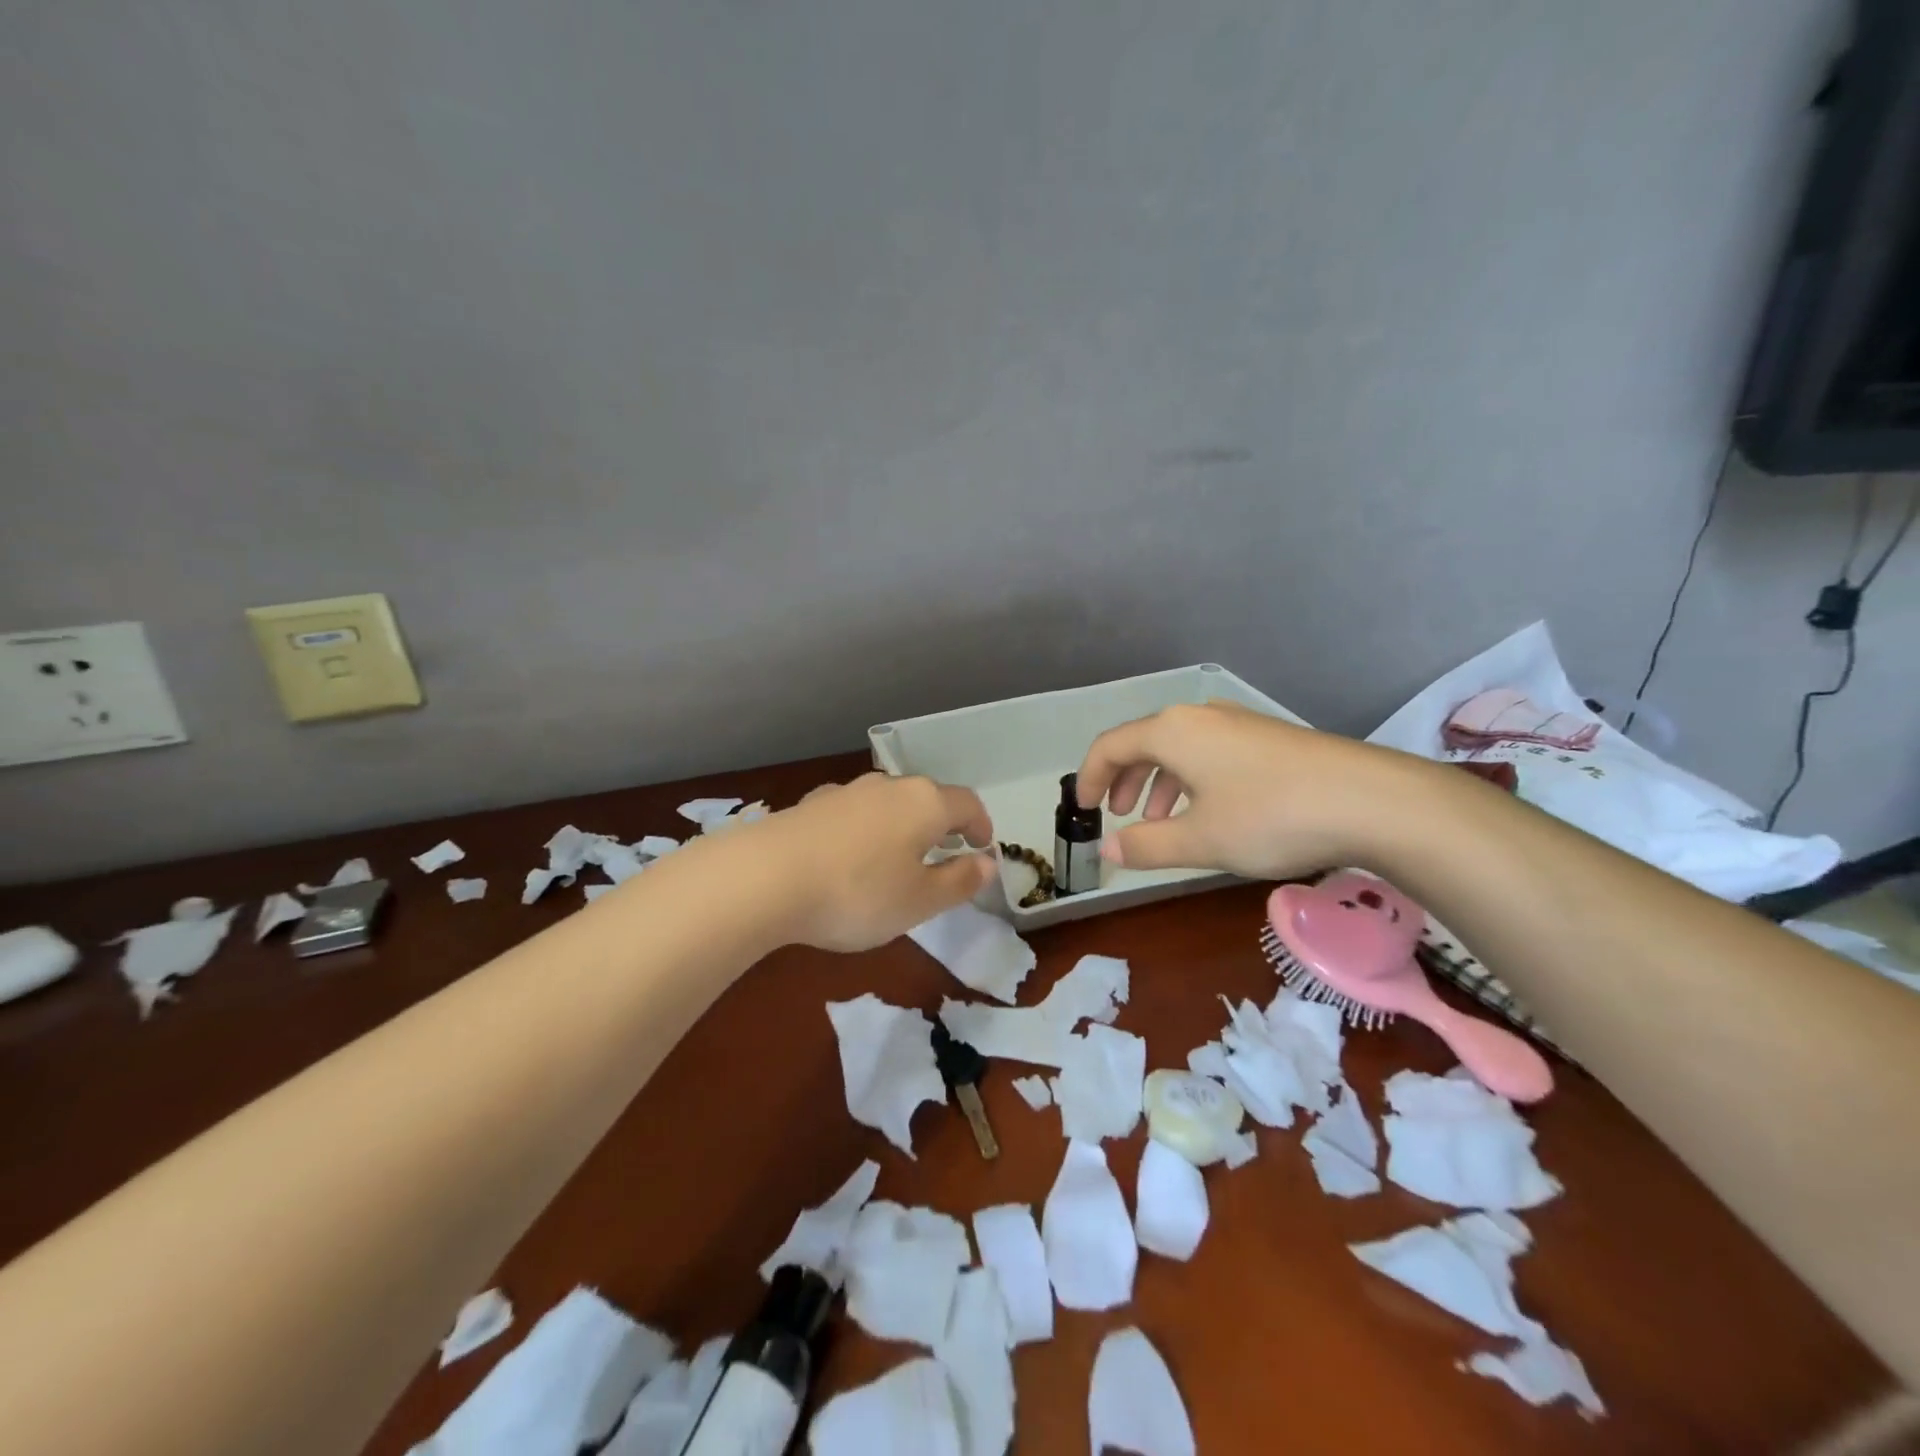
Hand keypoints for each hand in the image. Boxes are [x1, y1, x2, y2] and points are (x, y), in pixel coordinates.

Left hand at [744, 773, 996, 951]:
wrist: (765, 877)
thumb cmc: (858, 893)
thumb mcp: (919, 901)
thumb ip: (959, 881)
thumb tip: (988, 863)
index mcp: (924, 803)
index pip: (967, 804)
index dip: (981, 825)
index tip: (983, 848)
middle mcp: (888, 786)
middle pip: (926, 798)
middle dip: (941, 823)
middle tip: (944, 853)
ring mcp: (846, 791)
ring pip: (887, 803)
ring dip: (900, 825)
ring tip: (896, 857)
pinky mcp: (811, 804)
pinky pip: (852, 813)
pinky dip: (864, 830)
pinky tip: (848, 856)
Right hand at [1075, 701, 1410, 879]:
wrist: (1370, 800)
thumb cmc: (1269, 817)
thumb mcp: (1200, 841)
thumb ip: (1146, 846)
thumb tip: (1107, 850)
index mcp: (1172, 732)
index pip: (1110, 746)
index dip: (1089, 778)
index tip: (1082, 809)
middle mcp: (1199, 717)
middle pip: (1144, 742)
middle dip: (1124, 780)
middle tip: (1119, 816)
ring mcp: (1237, 723)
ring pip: (1179, 749)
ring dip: (1159, 783)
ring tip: (1161, 821)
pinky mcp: (1267, 738)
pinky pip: (1209, 753)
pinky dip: (1192, 780)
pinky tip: (1209, 812)